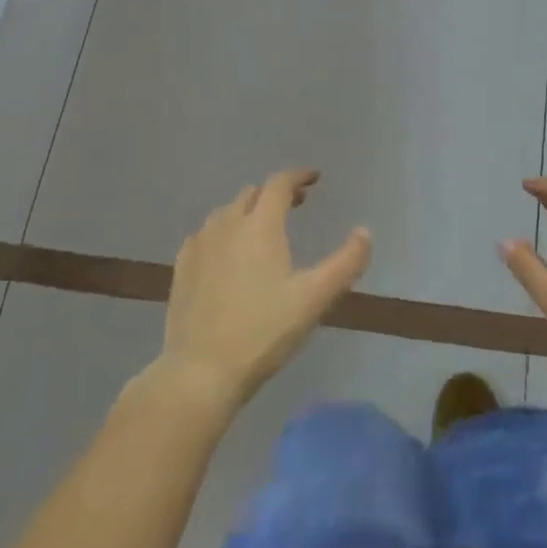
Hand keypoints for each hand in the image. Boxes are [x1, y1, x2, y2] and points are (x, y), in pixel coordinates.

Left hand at [159, 169, 371, 412]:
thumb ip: (346, 262)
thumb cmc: (264, 331)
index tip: (314, 179)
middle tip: (296, 205)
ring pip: (226, 213)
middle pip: (252, 194)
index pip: (279, 184)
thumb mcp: (315, 298)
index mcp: (260, 226)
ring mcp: (199, 246)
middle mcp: (226, 225)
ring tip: (263, 227)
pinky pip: (205, 235)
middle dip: (276, 193)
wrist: (201, 371)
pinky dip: (223, 231)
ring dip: (248, 210)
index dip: (298, 176)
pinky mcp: (181, 269)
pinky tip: (227, 252)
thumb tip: (365, 232)